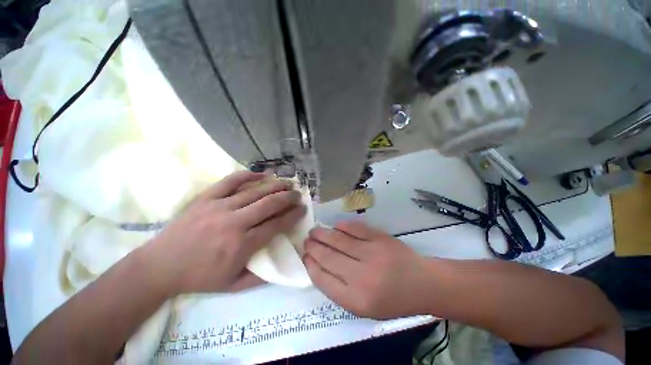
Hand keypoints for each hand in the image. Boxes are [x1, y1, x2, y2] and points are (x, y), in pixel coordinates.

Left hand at [144, 171, 306, 296]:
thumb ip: (259, 278)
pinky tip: (258, 174)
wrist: (166, 263)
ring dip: (273, 185)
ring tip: (286, 182)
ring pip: (252, 191)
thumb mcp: (232, 286)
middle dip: (287, 197)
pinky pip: (229, 182)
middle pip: (268, 204)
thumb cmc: (199, 278)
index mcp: (242, 245)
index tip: (302, 210)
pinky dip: (246, 176)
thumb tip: (280, 270)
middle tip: (298, 194)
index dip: (291, 216)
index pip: (275, 225)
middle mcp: (234, 222)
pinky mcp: (205, 198)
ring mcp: (218, 206)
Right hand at [303, 221, 431, 318]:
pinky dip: (343, 227)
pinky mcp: (383, 240)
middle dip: (312, 248)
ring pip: (338, 240)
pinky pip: (357, 229)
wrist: (423, 285)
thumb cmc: (393, 302)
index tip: (305, 257)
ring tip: (314, 232)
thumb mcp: (363, 309)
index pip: (321, 279)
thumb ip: (339, 292)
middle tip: (306, 242)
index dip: (310, 265)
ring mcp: (373, 255)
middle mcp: (361, 277)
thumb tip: (319, 268)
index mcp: (354, 300)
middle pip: (327, 258)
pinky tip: (335, 226)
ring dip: (322, 234)